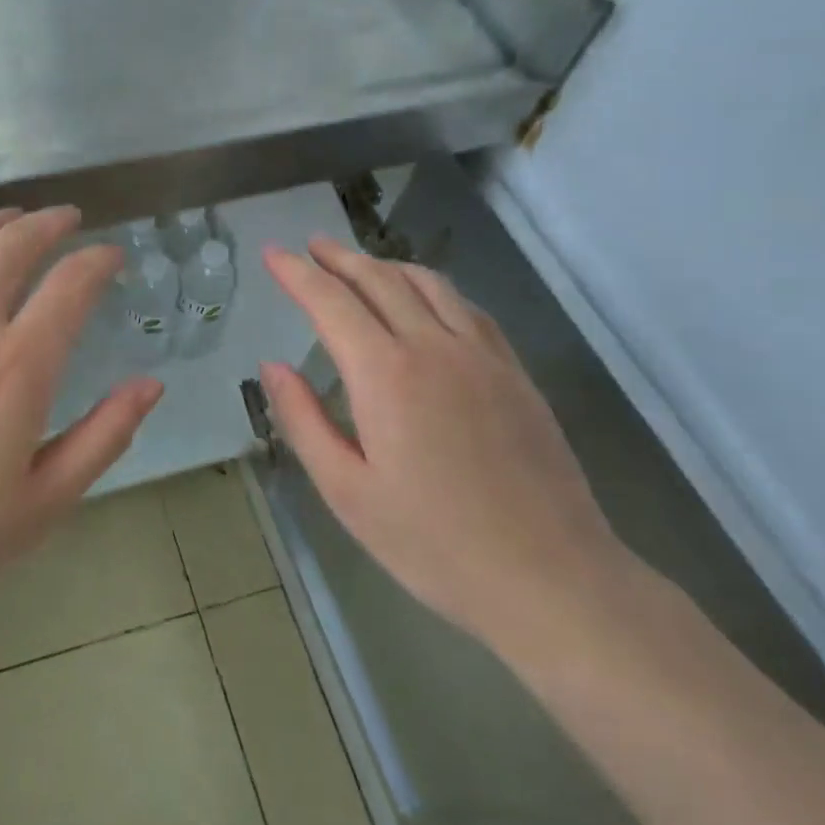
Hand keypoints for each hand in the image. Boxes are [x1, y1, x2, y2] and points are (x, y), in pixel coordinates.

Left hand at [0, 207, 163, 617]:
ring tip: (10, 216)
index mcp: (18, 366)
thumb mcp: (42, 503)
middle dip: (49, 223)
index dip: (99, 260)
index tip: (111, 255)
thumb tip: (151, 384)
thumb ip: (103, 437)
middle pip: (14, 244)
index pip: (72, 284)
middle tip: (65, 218)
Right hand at [260, 238, 627, 657]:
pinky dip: (433, 288)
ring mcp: (482, 356)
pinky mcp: (514, 373)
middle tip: (312, 245)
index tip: (273, 253)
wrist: (551, 579)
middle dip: (339, 258)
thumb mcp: (347, 492)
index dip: (297, 273)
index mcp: (385, 375)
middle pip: (379, 280)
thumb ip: (303, 421)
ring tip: (360, 263)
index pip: (330, 302)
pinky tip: (427, 298)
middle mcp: (433, 347)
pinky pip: (467, 308)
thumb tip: (272, 367)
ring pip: (428, 284)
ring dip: (386, 265)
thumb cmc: (434, 543)